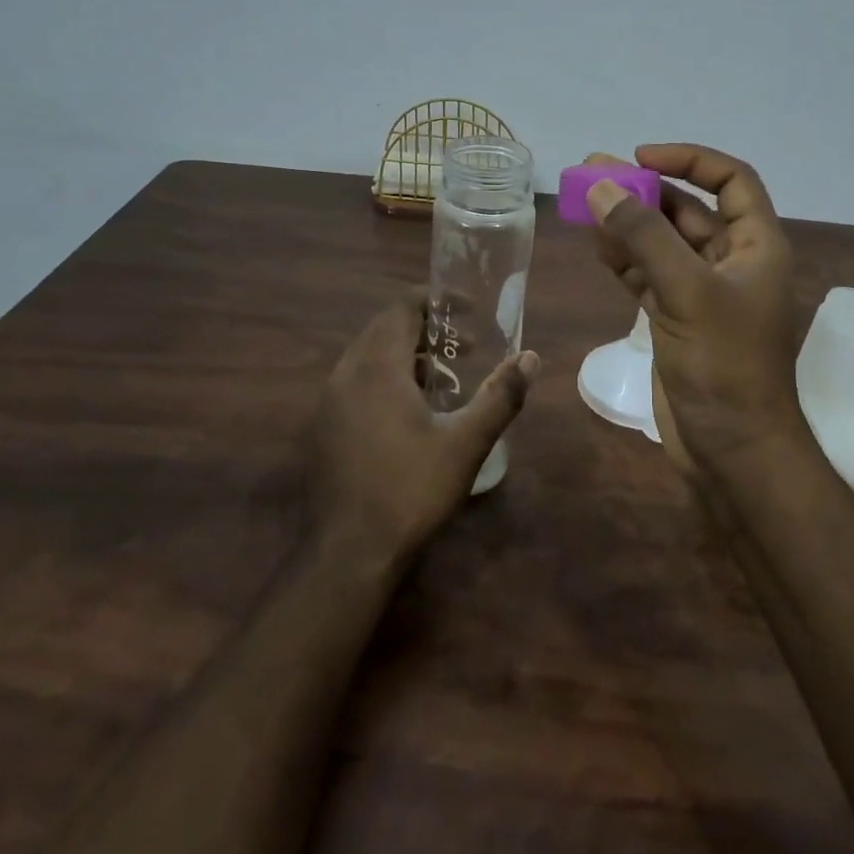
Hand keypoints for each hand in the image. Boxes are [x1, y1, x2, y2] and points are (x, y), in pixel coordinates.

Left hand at [307, 287, 538, 565]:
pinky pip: (356, 383)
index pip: (402, 308)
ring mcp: (328, 402)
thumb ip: (500, 396)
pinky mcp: (323, 428)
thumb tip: (530, 358)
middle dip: (427, 330)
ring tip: (445, 382)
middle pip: (385, 329)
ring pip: (369, 357)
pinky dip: (386, 379)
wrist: (347, 554)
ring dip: (407, 356)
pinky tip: (411, 415)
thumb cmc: (410, 490)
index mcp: (376, 367)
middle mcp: (346, 374)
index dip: (437, 300)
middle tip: (466, 348)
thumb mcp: (466, 443)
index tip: (469, 310)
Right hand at [583, 145, 802, 470]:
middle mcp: (731, 262)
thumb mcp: (687, 292)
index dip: (689, 160)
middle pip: (686, 210)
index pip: (730, 180)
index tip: (640, 157)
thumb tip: (602, 185)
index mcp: (755, 246)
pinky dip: (623, 260)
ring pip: (661, 243)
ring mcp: (701, 292)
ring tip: (583, 205)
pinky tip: (597, 246)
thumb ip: (644, 236)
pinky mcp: (676, 319)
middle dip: (643, 191)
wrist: (731, 449)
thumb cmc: (724, 365)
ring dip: (627, 224)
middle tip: (591, 174)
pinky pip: (647, 275)